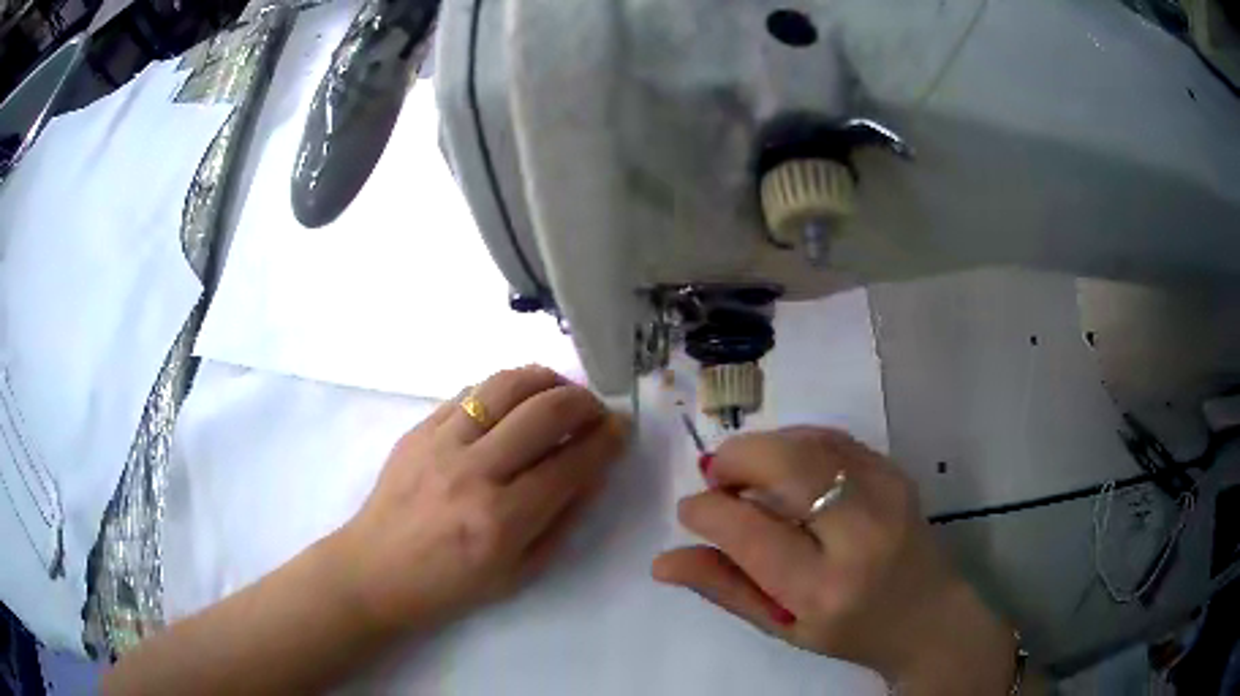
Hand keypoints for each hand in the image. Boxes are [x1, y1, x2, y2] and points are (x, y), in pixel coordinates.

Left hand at [333, 366, 628, 637]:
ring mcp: (441, 443)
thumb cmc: (451, 585)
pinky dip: (504, 389)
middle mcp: (474, 472)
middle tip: (595, 410)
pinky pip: (471, 390)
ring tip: (560, 393)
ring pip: (506, 385)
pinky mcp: (419, 428)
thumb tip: (592, 471)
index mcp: (502, 520)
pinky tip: (515, 402)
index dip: (606, 440)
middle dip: (584, 402)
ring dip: (546, 380)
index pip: (571, 463)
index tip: (620, 430)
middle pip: (544, 412)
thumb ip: (563, 520)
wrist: (376, 569)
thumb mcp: (521, 572)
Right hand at [652, 427, 1016, 694]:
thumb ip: (725, 588)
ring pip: (810, 442)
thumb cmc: (849, 632)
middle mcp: (860, 535)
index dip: (708, 511)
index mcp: (823, 589)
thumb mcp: (781, 626)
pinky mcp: (897, 472)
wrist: (927, 614)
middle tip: (716, 478)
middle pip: (787, 466)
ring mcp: (886, 495)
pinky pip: (835, 439)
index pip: (750, 533)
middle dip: (736, 459)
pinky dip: (797, 442)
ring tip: (746, 473)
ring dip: (765, 447)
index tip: (690, 509)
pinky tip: (786, 466)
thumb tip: (664, 561)